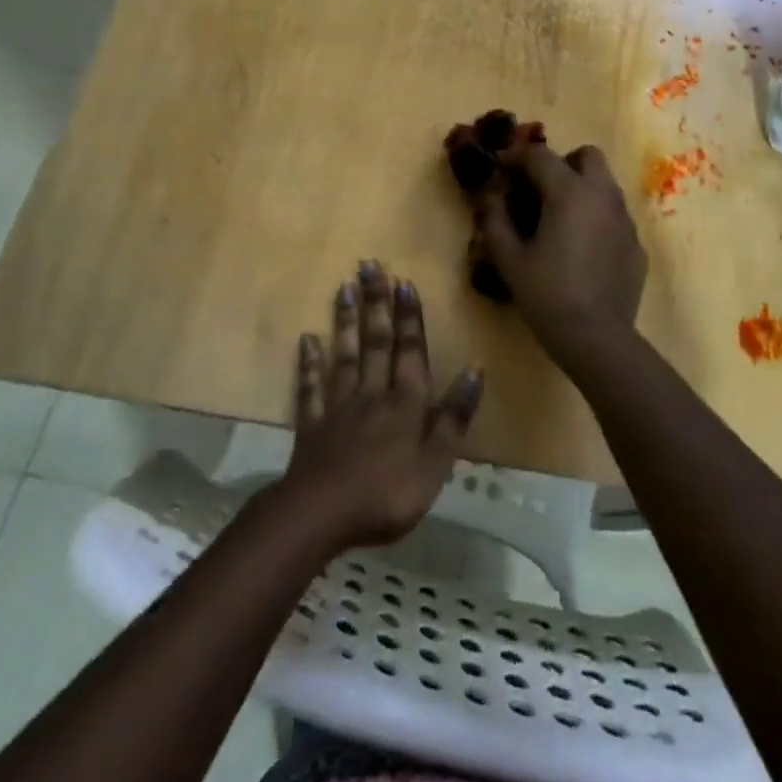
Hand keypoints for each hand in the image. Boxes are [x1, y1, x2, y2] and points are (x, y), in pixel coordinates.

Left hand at [278, 261, 483, 552]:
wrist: (321, 515)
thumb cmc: (387, 495)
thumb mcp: (435, 464)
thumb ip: (453, 417)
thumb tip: (475, 370)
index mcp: (405, 405)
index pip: (409, 352)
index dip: (408, 318)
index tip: (403, 281)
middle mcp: (372, 395)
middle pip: (376, 343)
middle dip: (376, 304)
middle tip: (369, 266)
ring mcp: (338, 408)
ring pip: (345, 356)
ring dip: (346, 322)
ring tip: (344, 288)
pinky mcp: (312, 426)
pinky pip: (310, 389)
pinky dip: (309, 364)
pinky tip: (306, 340)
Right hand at [475, 142, 645, 366]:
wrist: (597, 339)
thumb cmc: (547, 295)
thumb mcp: (509, 258)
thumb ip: (495, 219)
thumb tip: (490, 196)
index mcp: (569, 192)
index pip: (540, 156)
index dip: (515, 156)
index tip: (499, 167)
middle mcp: (603, 196)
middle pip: (587, 156)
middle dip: (562, 163)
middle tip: (538, 188)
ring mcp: (625, 220)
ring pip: (605, 185)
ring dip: (581, 188)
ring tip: (558, 218)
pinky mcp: (636, 245)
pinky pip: (615, 216)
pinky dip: (596, 217)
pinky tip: (581, 248)